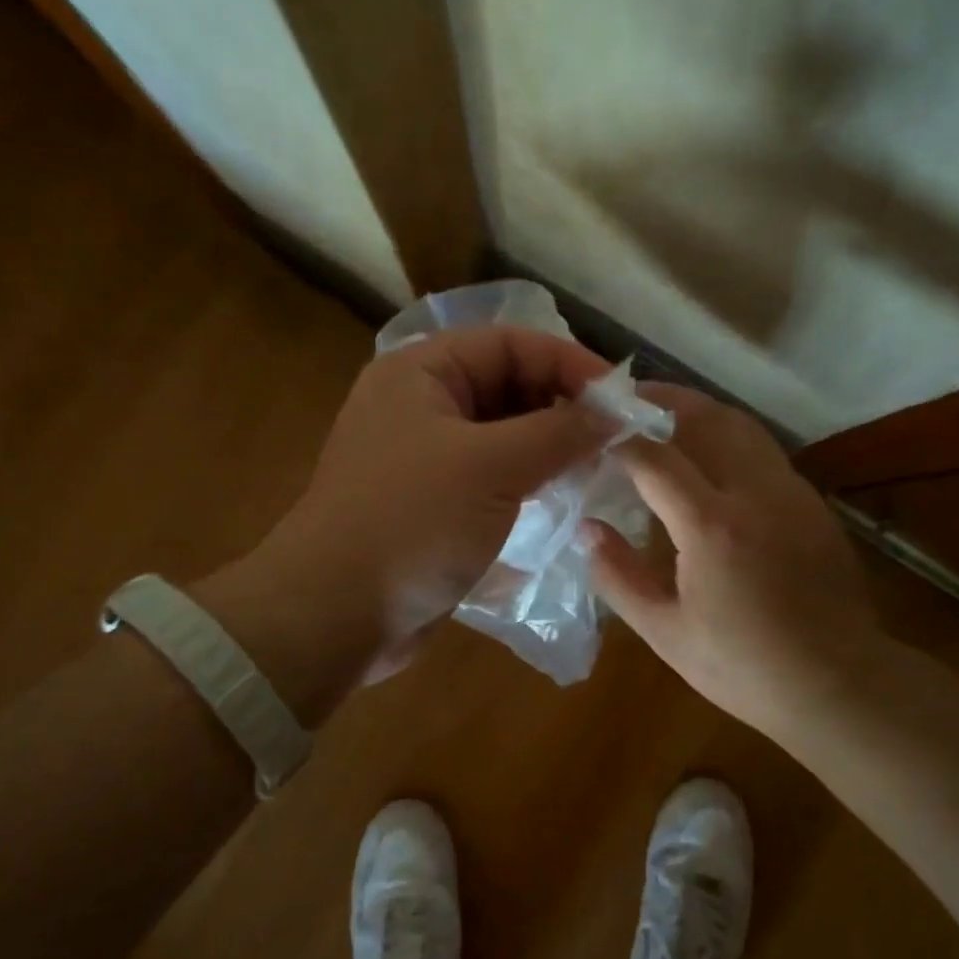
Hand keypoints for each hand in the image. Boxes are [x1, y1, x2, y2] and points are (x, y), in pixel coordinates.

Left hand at [197, 326, 613, 720]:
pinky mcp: (432, 505)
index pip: (511, 344)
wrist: (335, 615)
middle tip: (615, 442)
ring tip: (596, 471)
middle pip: (508, 387)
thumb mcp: (492, 467)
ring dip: (548, 450)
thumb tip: (615, 415)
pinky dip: (527, 484)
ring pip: (503, 437)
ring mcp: (424, 458)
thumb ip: (559, 433)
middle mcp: (420, 406)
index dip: (571, 364)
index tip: (624, 401)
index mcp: (421, 372)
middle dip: (563, 409)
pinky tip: (561, 502)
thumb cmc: (412, 523)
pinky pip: (491, 479)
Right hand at [587, 386, 877, 745]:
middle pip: (708, 418)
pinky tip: (712, 460)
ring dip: (701, 412)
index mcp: (711, 525)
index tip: (593, 428)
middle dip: (665, 400)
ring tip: (666, 415)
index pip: (655, 457)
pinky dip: (730, 439)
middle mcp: (755, 493)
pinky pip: (764, 453)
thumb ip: (619, 575)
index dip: (620, 437)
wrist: (838, 684)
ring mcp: (792, 494)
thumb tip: (587, 528)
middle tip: (629, 397)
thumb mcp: (665, 632)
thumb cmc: (743, 667)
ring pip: (743, 427)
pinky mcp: (813, 505)